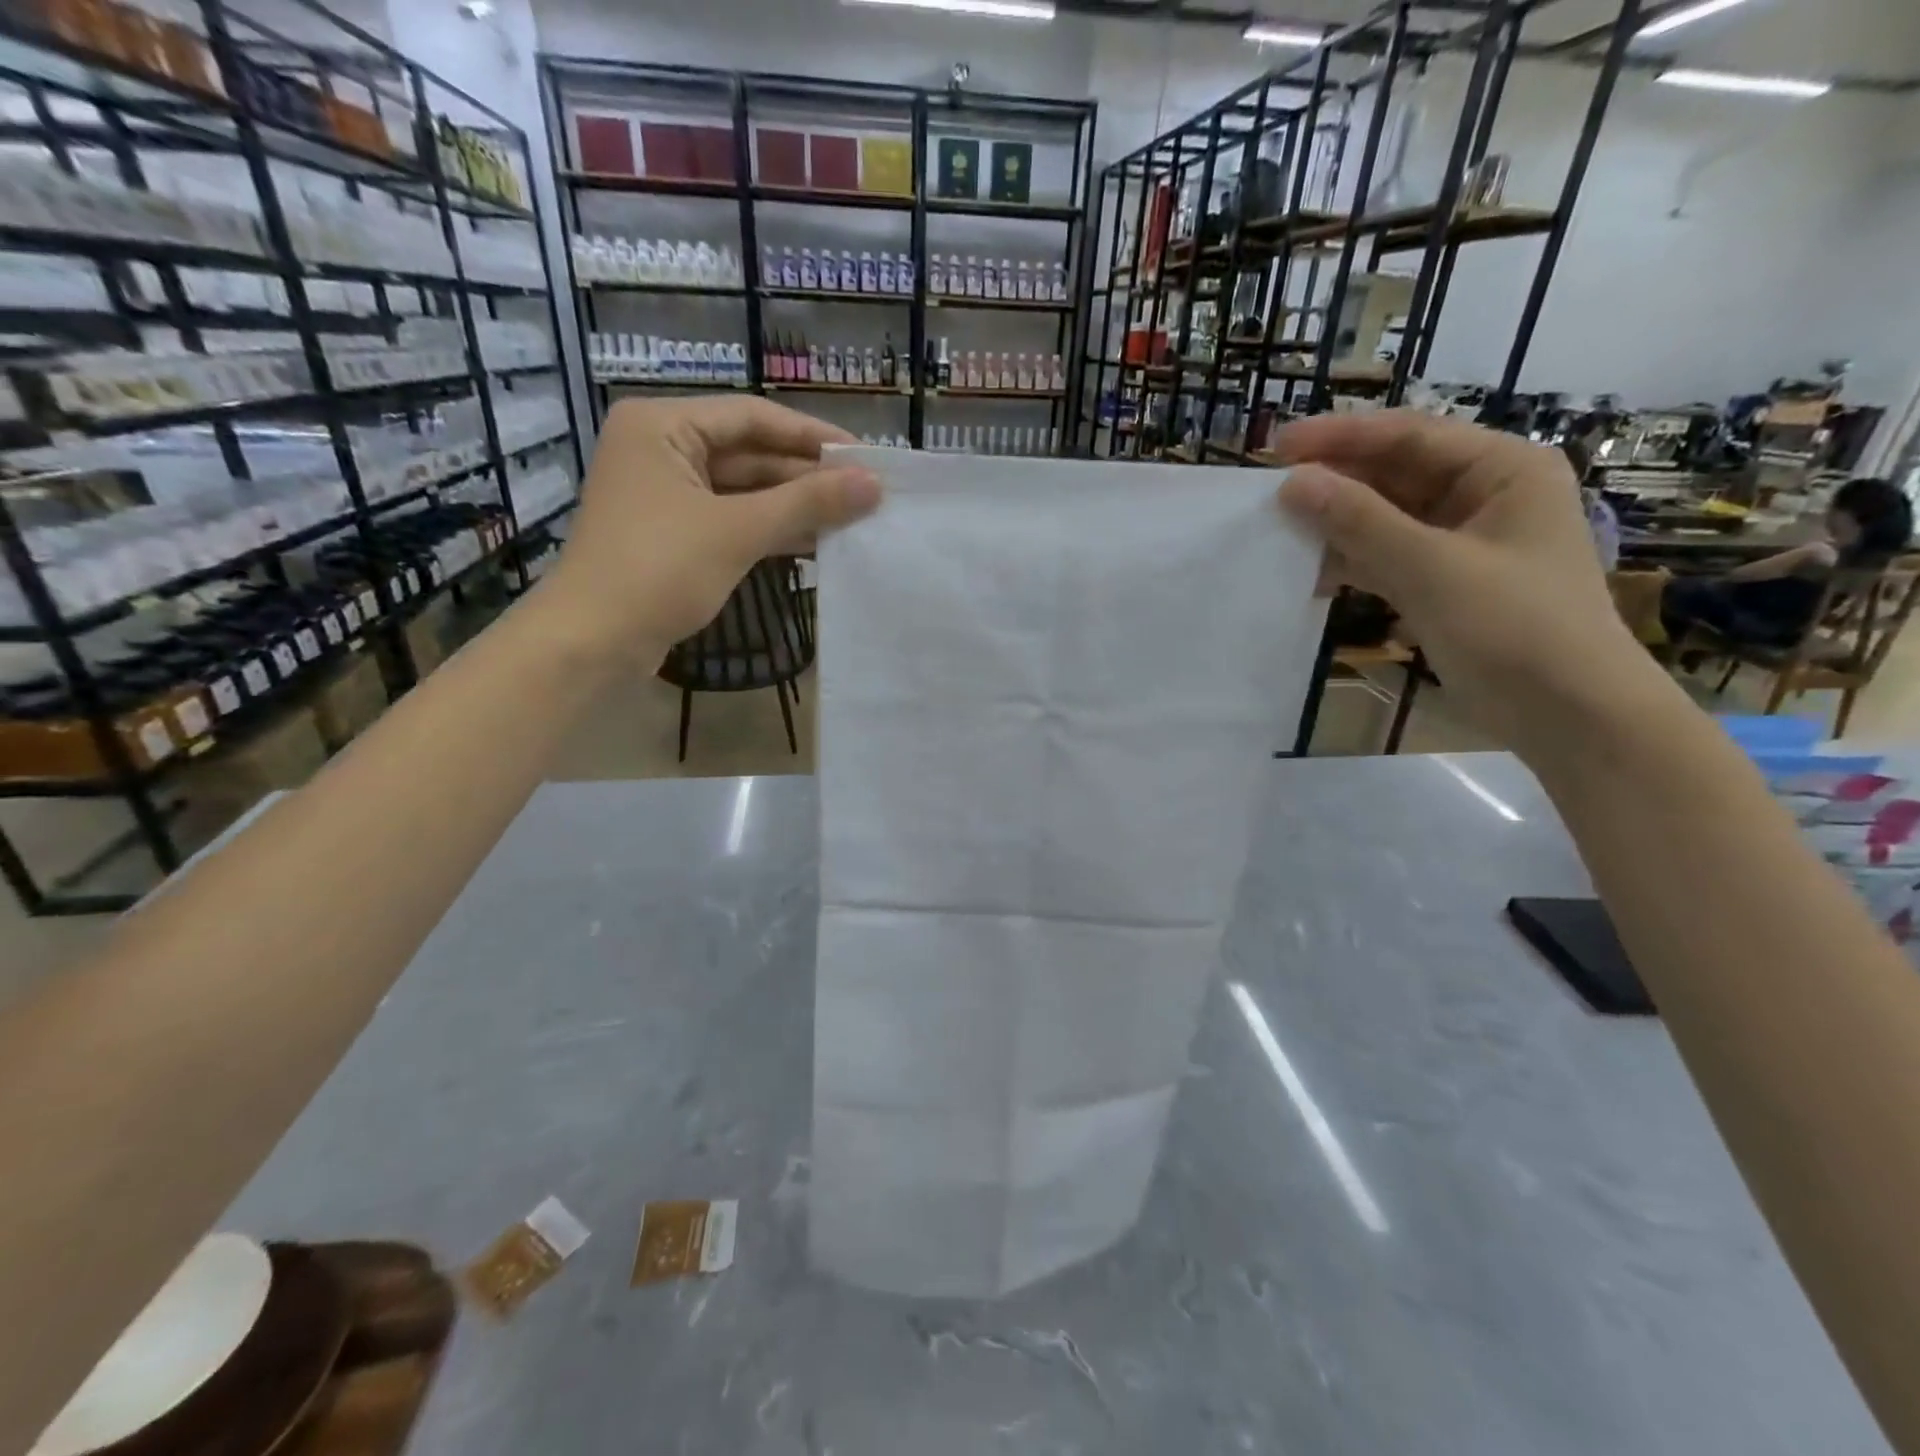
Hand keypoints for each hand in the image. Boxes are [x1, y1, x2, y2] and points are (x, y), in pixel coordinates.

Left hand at [543, 396, 880, 663]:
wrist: (593, 643)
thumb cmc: (658, 570)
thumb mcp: (737, 531)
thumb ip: (807, 503)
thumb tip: (873, 484)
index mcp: (662, 425)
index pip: (753, 416)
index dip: (813, 435)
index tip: (865, 456)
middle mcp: (662, 448)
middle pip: (750, 453)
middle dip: (807, 476)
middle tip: (866, 493)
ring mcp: (667, 494)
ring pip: (744, 490)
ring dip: (795, 506)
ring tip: (853, 519)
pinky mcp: (674, 534)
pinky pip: (733, 519)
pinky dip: (771, 530)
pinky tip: (817, 542)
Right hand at [1270, 410, 1662, 757]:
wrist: (1567, 714)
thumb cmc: (1513, 627)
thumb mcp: (1432, 568)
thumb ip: (1359, 522)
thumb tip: (1292, 484)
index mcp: (1502, 469)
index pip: (1410, 436)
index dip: (1340, 438)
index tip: (1276, 447)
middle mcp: (1483, 495)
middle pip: (1395, 474)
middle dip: (1335, 482)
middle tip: (1268, 492)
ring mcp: (1461, 542)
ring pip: (1385, 519)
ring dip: (1336, 525)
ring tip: (1277, 530)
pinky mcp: (1443, 583)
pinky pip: (1386, 558)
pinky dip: (1350, 563)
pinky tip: (1308, 574)